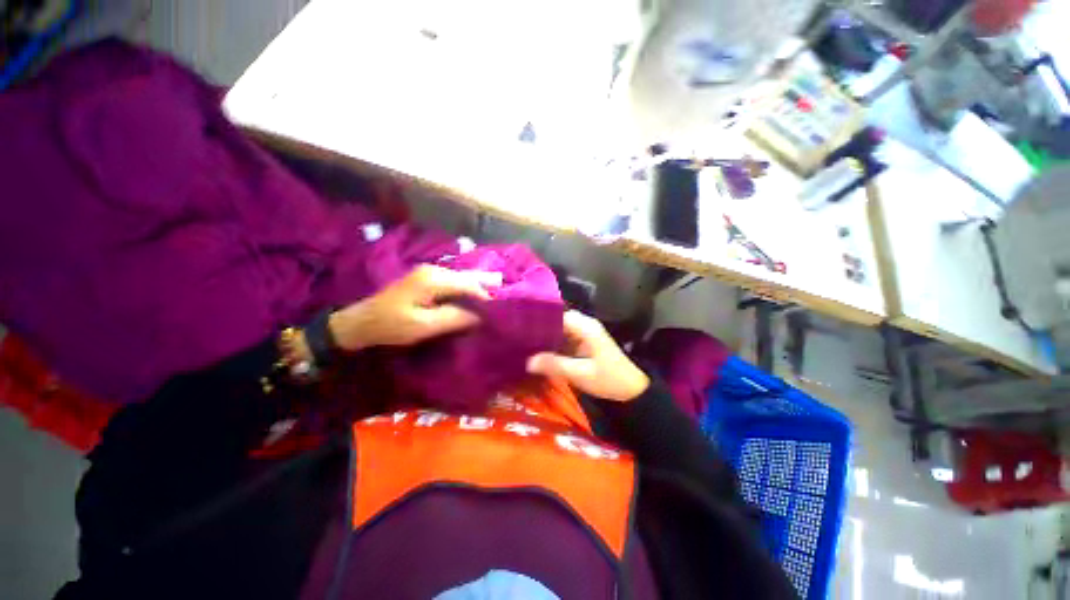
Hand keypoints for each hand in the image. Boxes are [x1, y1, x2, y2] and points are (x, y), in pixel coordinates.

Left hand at [329, 265, 500, 350]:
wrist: (361, 322)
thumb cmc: (391, 326)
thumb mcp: (424, 326)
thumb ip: (454, 318)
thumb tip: (481, 315)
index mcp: (434, 279)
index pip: (470, 285)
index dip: (486, 298)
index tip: (500, 312)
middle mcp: (435, 270)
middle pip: (469, 278)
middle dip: (485, 291)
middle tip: (502, 305)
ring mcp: (430, 273)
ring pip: (463, 279)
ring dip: (477, 290)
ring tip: (494, 301)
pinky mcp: (427, 279)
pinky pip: (455, 283)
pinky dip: (467, 290)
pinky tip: (475, 298)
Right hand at [526, 311, 649, 401]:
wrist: (633, 390)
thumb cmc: (610, 380)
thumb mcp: (581, 374)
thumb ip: (555, 365)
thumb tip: (528, 361)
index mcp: (585, 327)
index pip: (558, 315)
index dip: (540, 320)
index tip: (521, 327)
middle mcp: (584, 326)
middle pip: (557, 321)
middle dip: (540, 329)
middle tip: (518, 337)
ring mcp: (584, 334)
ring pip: (559, 330)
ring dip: (545, 337)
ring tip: (524, 343)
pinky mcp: (583, 344)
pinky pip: (564, 339)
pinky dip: (553, 345)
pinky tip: (539, 352)